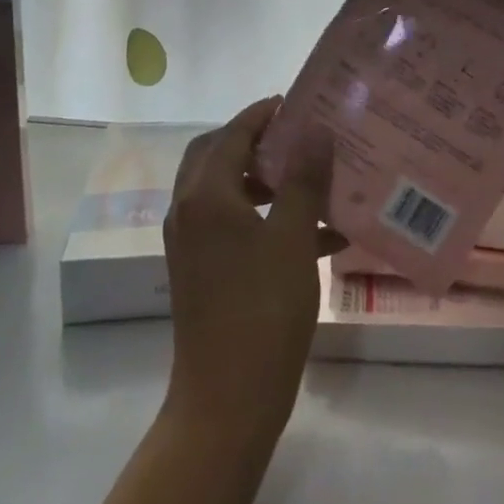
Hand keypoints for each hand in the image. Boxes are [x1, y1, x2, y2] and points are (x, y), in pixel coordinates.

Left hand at [163, 98, 338, 443]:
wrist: (227, 400)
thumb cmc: (263, 311)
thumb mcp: (293, 239)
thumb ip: (303, 180)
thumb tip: (313, 130)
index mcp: (205, 196)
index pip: (232, 135)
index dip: (262, 114)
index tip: (295, 102)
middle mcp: (188, 211)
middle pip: (217, 156)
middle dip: (255, 142)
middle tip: (296, 138)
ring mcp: (189, 243)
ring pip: (224, 191)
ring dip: (263, 181)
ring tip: (310, 183)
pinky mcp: (198, 270)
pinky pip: (230, 225)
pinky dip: (263, 217)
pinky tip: (314, 237)